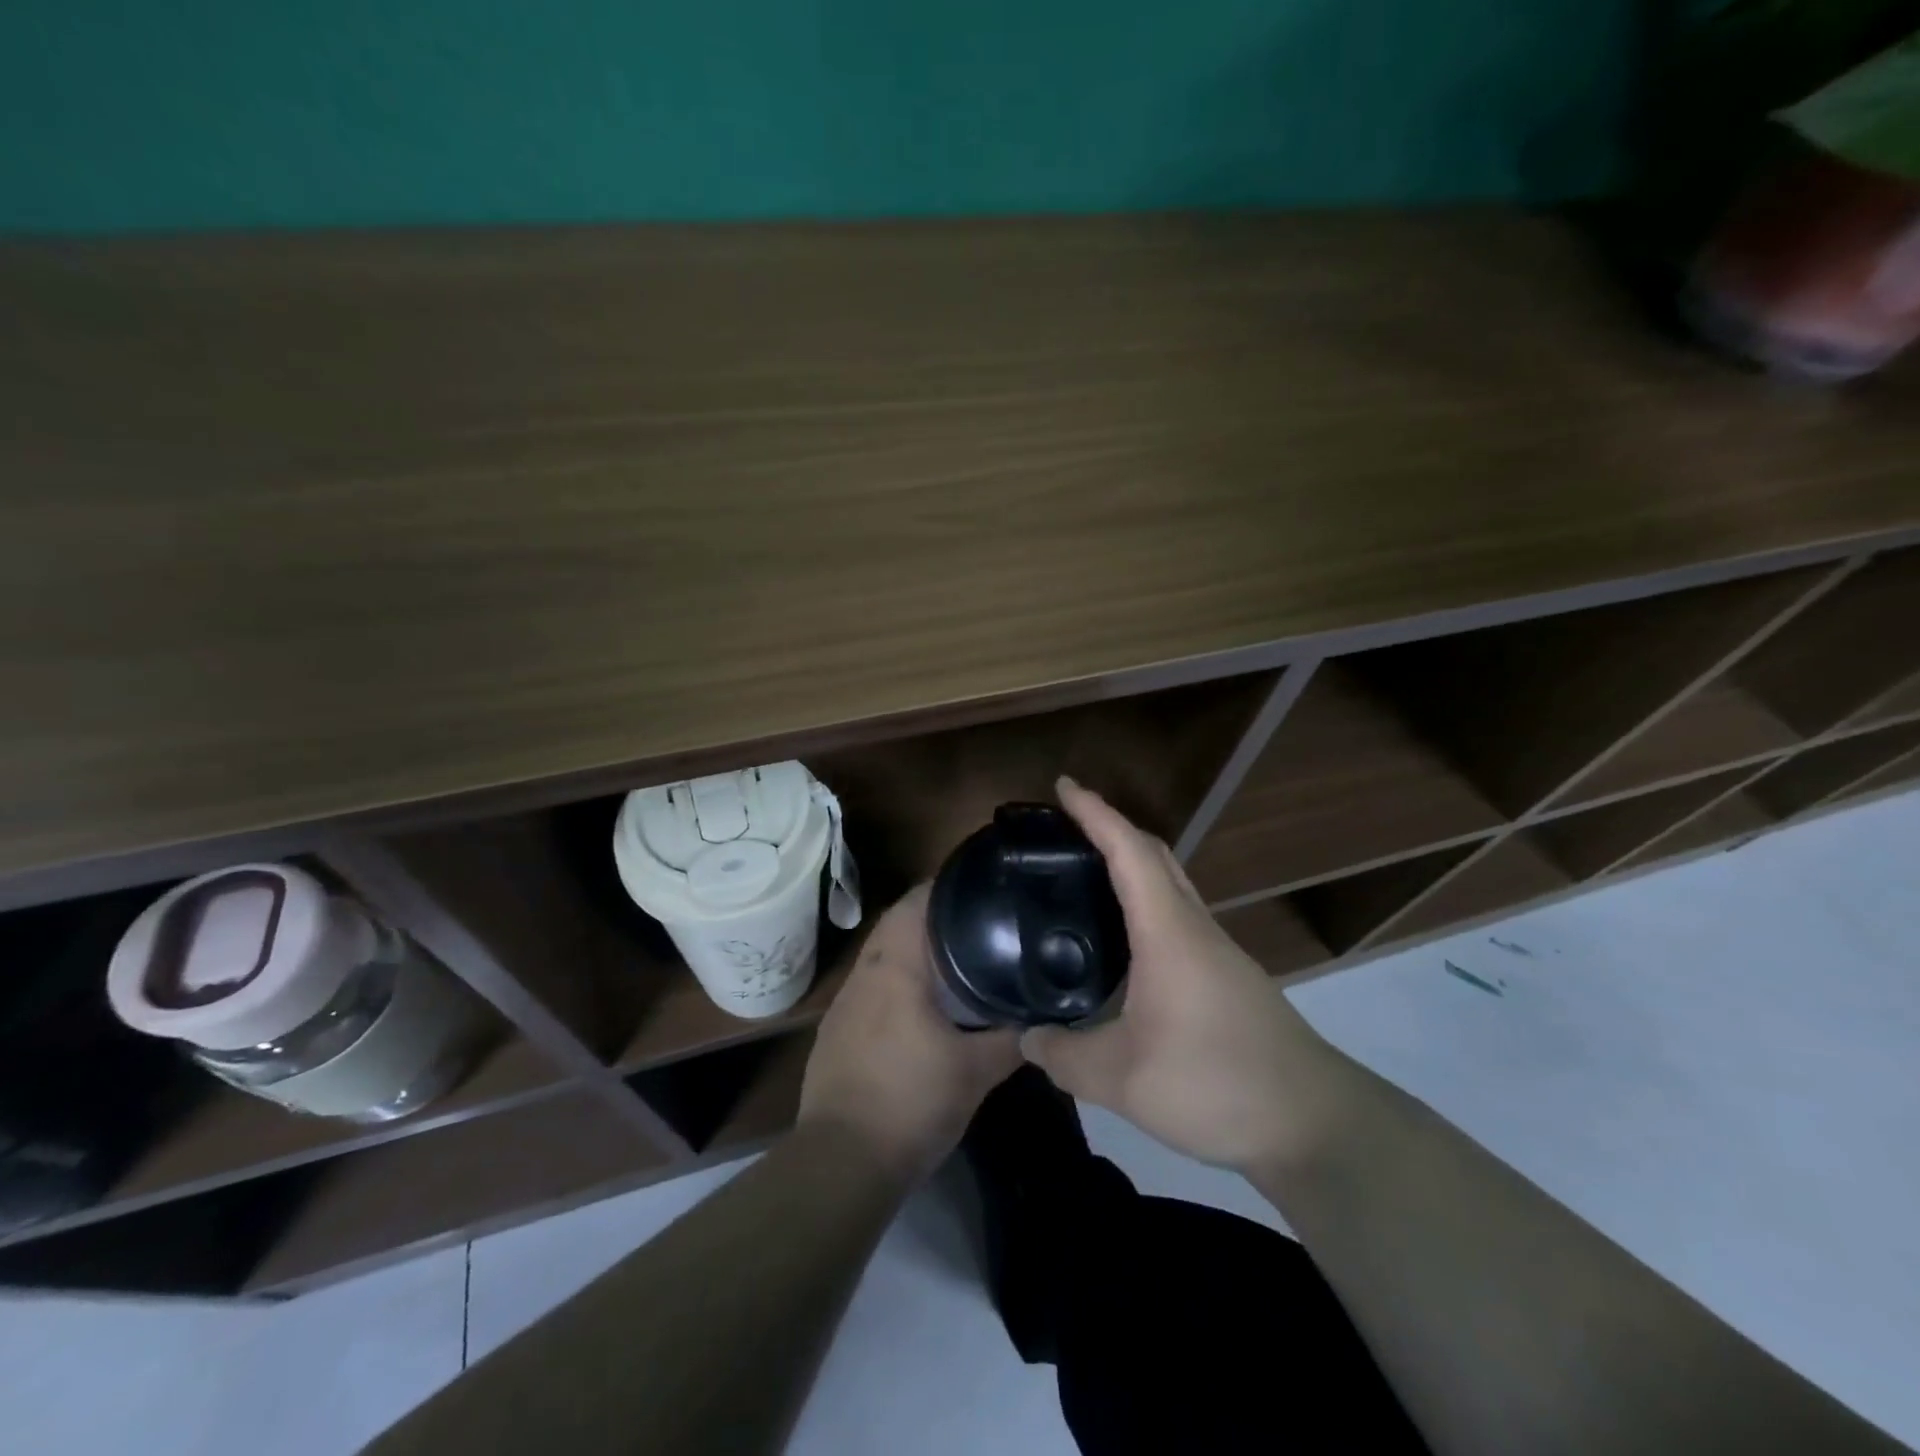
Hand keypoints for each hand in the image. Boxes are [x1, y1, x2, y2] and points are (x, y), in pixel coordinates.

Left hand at [799, 884, 1021, 1181]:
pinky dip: (895, 982)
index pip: (914, 902)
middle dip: (933, 918)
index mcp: (894, 967)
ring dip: (911, 951)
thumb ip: (1012, 1039)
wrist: (842, 1161)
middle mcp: (863, 973)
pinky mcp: (835, 1031)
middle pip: (896, 924)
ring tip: (954, 960)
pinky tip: (918, 1007)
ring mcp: (843, 1003)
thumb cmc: (911, 1102)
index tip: (979, 889)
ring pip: (880, 956)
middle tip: (977, 923)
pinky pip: (869, 987)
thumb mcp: (976, 1072)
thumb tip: (1043, 1019)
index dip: (945, 887)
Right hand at [1020, 777, 1334, 1172]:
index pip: (1129, 851)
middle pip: (1155, 856)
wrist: (1315, 1124)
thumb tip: (1027, 1037)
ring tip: (1085, 878)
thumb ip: (1064, 1055)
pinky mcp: (1228, 978)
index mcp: (1168, 931)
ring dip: (1131, 866)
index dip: (1095, 813)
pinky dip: (1145, 904)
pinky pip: (1178, 918)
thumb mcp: (1122, 1078)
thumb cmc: (1215, 1083)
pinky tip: (1124, 943)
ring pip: (1171, 886)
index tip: (1063, 786)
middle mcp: (1195, 928)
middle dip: (1111, 828)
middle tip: (1065, 828)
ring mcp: (1218, 952)